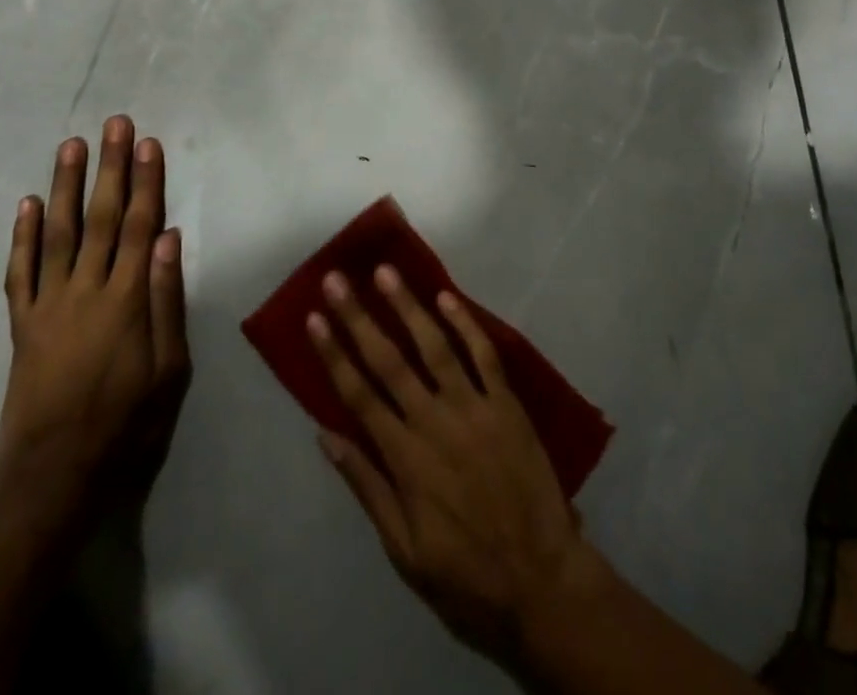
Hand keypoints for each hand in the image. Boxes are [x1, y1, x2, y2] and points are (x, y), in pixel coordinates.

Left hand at [0, 115, 190, 518]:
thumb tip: (169, 238)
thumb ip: (167, 300)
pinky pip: (20, 273)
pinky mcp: (22, 326)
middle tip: (113, 124)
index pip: (141, 225)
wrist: (54, 477)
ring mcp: (48, 306)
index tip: (148, 143)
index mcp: (126, 300)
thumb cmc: (127, 423)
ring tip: (70, 146)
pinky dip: (22, 237)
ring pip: (58, 233)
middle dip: (110, 167)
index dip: (146, 181)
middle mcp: (85, 291)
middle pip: (102, 217)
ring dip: (66, 186)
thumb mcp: (169, 368)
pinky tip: (28, 204)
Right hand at [309, 265, 597, 667]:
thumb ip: (368, 487)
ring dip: (408, 306)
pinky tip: (447, 297)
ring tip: (386, 272)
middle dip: (359, 318)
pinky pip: (484, 355)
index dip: (334, 354)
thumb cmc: (466, 576)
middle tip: (337, 280)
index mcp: (405, 459)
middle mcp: (435, 422)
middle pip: (389, 360)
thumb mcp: (404, 550)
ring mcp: (475, 408)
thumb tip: (327, 437)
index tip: (314, 318)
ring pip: (435, 346)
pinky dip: (466, 324)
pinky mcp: (508, 404)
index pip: (359, 395)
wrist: (542, 583)